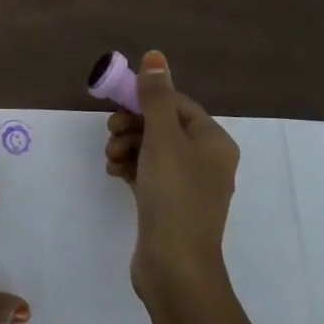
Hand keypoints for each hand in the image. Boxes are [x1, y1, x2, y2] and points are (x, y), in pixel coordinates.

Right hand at [103, 51, 239, 308]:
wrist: (175, 267)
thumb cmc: (174, 195)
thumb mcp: (163, 138)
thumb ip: (155, 97)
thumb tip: (156, 56)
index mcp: (213, 141)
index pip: (178, 104)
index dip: (146, 100)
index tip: (117, 105)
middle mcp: (206, 160)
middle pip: (163, 126)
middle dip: (132, 125)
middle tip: (110, 133)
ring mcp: (188, 186)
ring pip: (152, 150)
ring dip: (127, 146)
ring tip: (111, 158)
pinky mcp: (169, 205)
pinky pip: (148, 173)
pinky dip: (130, 167)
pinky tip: (114, 172)